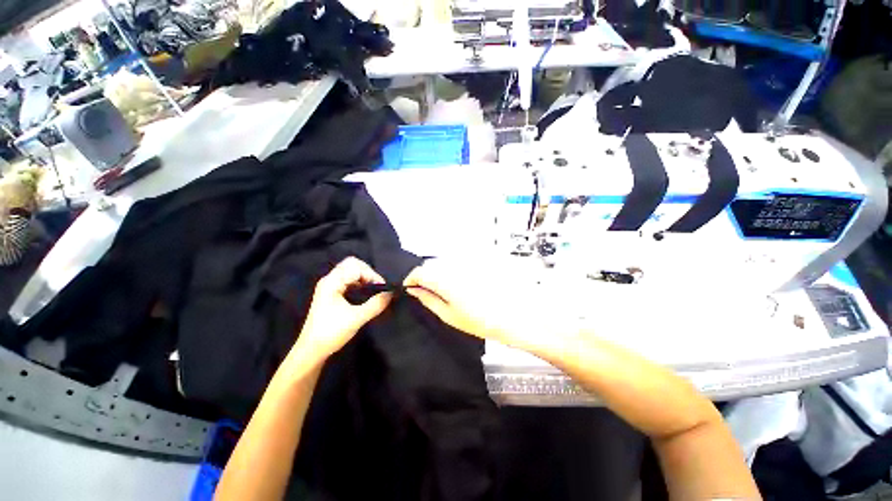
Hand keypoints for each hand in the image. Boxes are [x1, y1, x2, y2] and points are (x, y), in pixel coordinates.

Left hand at [294, 257, 392, 362]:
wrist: (311, 351)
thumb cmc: (331, 333)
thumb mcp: (357, 318)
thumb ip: (375, 304)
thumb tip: (390, 294)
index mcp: (332, 282)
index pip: (355, 266)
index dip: (371, 274)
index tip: (381, 288)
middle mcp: (329, 280)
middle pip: (352, 265)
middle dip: (368, 273)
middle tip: (377, 287)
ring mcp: (329, 287)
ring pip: (350, 272)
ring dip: (364, 278)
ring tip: (373, 291)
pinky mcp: (331, 294)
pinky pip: (348, 281)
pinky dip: (359, 284)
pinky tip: (365, 294)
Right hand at [403, 259, 557, 351]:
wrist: (514, 316)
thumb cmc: (480, 321)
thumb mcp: (449, 315)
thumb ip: (428, 299)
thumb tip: (413, 289)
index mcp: (445, 278)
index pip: (420, 271)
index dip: (411, 279)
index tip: (409, 289)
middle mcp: (454, 265)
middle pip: (431, 264)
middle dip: (423, 276)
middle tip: (424, 291)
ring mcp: (466, 263)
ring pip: (443, 263)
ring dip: (436, 273)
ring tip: (441, 290)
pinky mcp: (476, 263)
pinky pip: (456, 264)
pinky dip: (450, 272)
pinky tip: (456, 285)